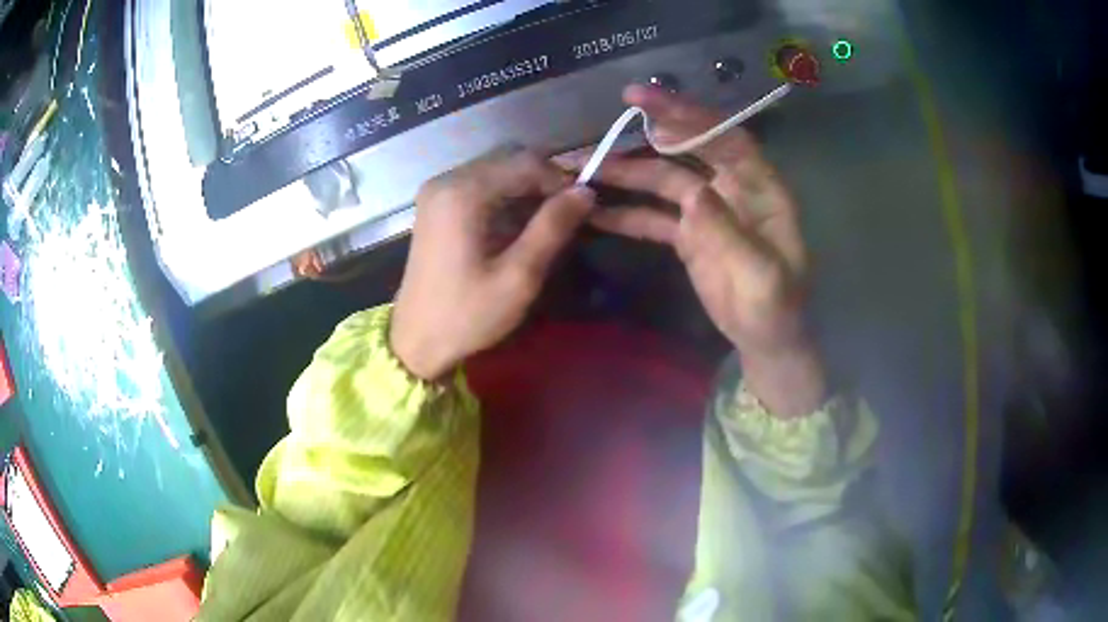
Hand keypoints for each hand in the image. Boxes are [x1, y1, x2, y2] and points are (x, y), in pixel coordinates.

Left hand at [391, 148, 594, 379]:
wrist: (417, 340)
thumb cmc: (467, 314)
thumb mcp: (518, 277)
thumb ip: (552, 227)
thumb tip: (586, 192)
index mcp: (463, 193)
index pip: (526, 162)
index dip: (560, 179)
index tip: (584, 207)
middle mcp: (447, 180)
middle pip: (510, 159)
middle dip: (544, 182)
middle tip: (568, 214)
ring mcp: (438, 191)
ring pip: (497, 170)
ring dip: (527, 189)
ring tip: (549, 222)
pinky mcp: (437, 204)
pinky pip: (481, 185)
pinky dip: (507, 197)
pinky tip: (520, 225)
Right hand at [588, 85, 823, 414]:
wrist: (764, 340)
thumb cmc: (775, 308)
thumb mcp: (761, 276)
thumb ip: (730, 233)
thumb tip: (693, 194)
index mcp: (760, 187)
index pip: (725, 138)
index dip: (688, 116)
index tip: (645, 102)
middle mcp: (733, 187)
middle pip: (689, 149)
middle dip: (650, 132)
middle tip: (606, 122)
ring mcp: (707, 209)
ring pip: (663, 180)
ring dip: (626, 174)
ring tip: (583, 169)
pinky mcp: (687, 233)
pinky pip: (653, 216)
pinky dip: (625, 214)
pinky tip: (593, 213)